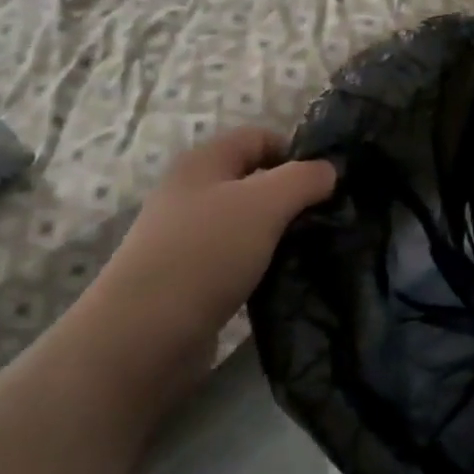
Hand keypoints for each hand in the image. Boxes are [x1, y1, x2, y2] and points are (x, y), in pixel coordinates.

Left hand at [72, 128, 336, 385]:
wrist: (143, 337)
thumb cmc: (206, 254)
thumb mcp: (265, 204)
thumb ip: (304, 179)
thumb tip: (330, 171)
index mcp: (204, 162)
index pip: (259, 137)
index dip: (295, 151)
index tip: (328, 182)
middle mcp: (192, 193)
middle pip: (254, 180)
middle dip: (293, 195)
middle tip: (328, 218)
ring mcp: (188, 237)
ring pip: (248, 221)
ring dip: (280, 232)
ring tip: (313, 249)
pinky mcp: (191, 277)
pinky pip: (237, 257)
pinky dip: (262, 263)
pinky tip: (283, 277)